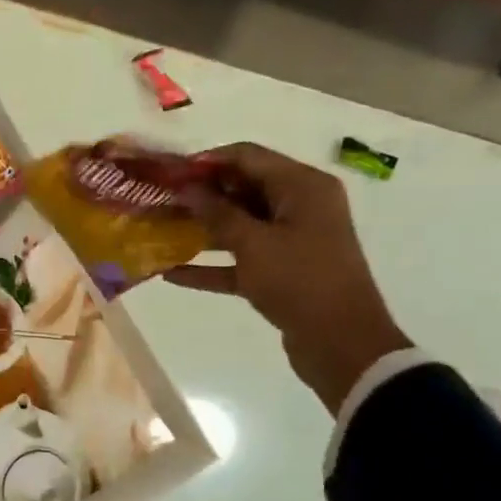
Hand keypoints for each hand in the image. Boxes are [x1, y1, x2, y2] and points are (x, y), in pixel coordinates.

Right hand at [165, 143, 411, 412]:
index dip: (207, 161)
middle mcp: (299, 207)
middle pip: (242, 189)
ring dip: (201, 229)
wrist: (341, 343)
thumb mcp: (254, 243)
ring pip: (239, 226)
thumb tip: (188, 189)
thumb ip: (218, 213)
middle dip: (201, 195)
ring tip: (160, 231)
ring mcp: (290, 241)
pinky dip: (211, 265)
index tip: (169, 173)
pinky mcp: (280, 272)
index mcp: (302, 187)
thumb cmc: (301, 280)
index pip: (248, 157)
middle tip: (159, 201)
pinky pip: (240, 261)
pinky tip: (172, 273)